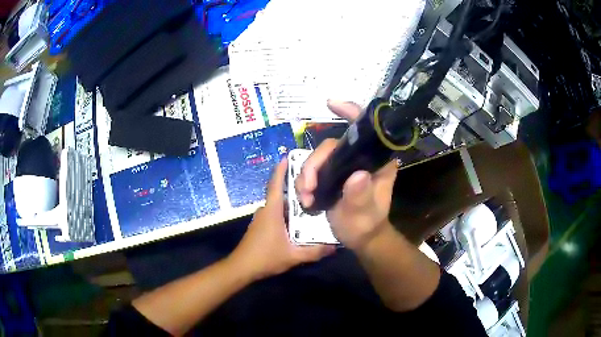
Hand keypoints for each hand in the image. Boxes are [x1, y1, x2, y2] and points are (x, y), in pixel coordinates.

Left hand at [230, 158, 334, 280]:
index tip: (287, 156)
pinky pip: (275, 214)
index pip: (276, 185)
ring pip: (279, 205)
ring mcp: (261, 218)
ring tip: (310, 201)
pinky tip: (298, 221)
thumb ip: (314, 252)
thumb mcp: (293, 256)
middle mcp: (266, 210)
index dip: (281, 170)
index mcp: (272, 211)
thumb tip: (334, 247)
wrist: (242, 267)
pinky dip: (286, 213)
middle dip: (294, 188)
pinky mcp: (260, 226)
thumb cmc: (265, 257)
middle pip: (280, 194)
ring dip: (291, 203)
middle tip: (313, 184)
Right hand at [295, 101, 397, 250]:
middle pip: (332, 145)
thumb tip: (356, 176)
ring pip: (320, 157)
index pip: (368, 130)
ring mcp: (346, 165)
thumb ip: (361, 196)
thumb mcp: (364, 214)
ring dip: (306, 175)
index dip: (351, 112)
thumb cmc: (367, 225)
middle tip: (307, 188)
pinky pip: (315, 169)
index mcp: (377, 162)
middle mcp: (361, 158)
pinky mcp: (334, 174)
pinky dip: (305, 181)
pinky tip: (304, 197)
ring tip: (305, 197)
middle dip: (315, 163)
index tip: (332, 104)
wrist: (360, 238)